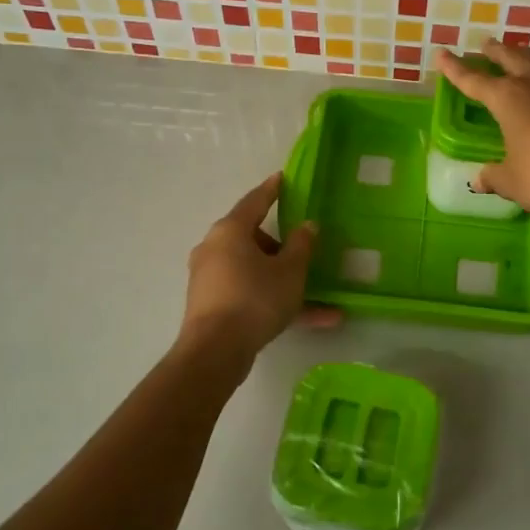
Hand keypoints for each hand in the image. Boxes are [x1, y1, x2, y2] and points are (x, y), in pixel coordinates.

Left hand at [179, 173, 317, 365]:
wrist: (215, 351)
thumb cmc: (255, 299)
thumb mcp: (290, 271)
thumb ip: (302, 245)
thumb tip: (307, 225)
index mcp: (230, 231)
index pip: (255, 201)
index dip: (272, 189)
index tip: (282, 178)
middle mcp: (215, 248)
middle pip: (253, 238)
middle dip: (281, 246)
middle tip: (303, 252)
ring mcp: (210, 278)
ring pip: (254, 271)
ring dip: (284, 280)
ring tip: (318, 297)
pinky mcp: (212, 305)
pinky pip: (250, 294)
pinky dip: (274, 301)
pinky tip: (312, 320)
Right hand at [436, 40, 529, 222]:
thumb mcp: (512, 181)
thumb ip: (495, 177)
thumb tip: (480, 179)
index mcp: (508, 98)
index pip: (474, 80)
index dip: (456, 69)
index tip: (442, 53)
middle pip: (511, 58)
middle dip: (495, 51)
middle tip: (485, 45)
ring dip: (524, 55)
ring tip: (517, 54)